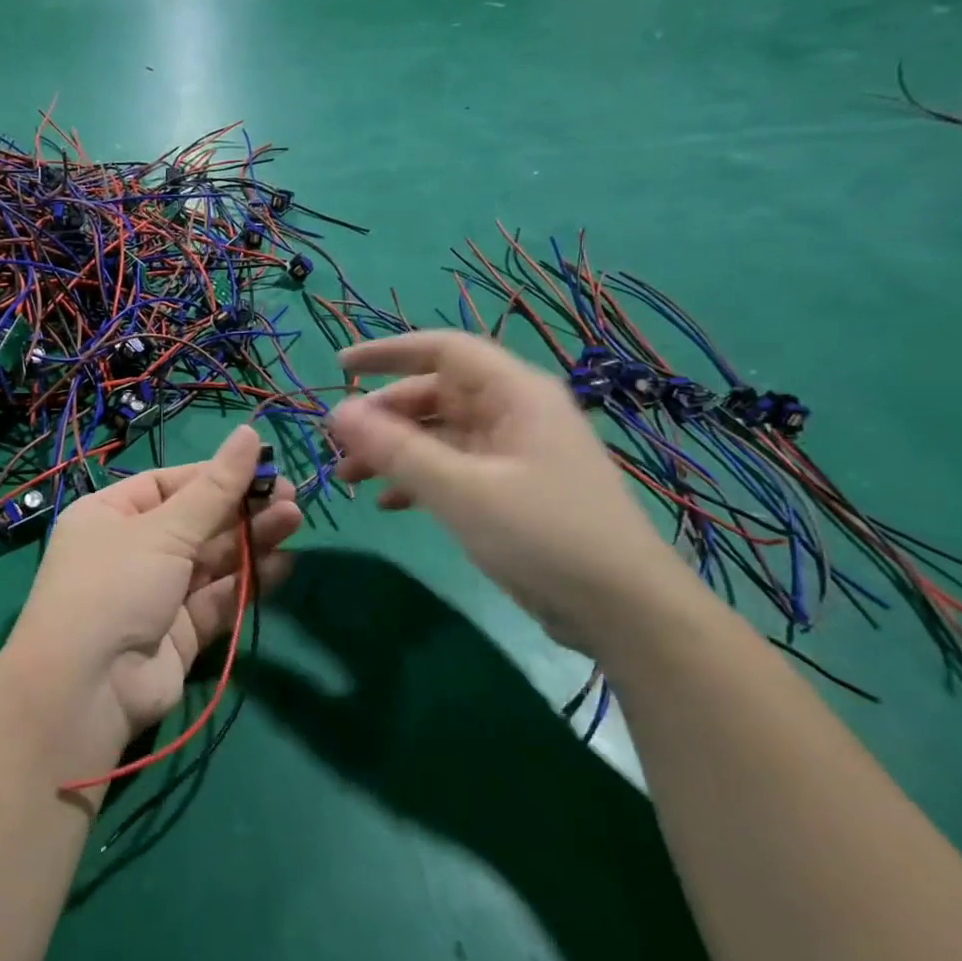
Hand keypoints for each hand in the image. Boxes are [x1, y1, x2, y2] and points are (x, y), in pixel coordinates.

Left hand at [3, 426, 299, 750]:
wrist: (87, 689)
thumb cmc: (116, 585)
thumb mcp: (164, 529)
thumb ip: (215, 488)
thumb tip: (249, 432)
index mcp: (111, 514)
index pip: (170, 484)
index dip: (215, 475)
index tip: (262, 465)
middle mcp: (131, 550)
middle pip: (195, 521)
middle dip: (240, 508)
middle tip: (289, 494)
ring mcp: (156, 593)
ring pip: (211, 560)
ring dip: (250, 540)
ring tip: (293, 520)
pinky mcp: (179, 632)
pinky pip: (218, 598)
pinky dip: (247, 581)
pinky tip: (282, 563)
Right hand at [328, 331, 697, 659]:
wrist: (624, 610)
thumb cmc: (543, 535)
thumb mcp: (461, 491)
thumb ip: (395, 449)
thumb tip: (337, 412)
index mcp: (514, 394)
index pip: (443, 350)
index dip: (388, 354)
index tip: (340, 366)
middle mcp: (514, 413)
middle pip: (435, 395)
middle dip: (383, 416)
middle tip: (338, 444)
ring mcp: (514, 453)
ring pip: (439, 435)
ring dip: (393, 451)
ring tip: (348, 478)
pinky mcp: (513, 490)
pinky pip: (453, 469)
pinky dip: (418, 480)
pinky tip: (387, 505)